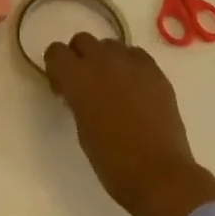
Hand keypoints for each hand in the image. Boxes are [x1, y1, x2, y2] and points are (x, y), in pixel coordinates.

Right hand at [44, 32, 214, 215]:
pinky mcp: (155, 72)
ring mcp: (131, 64)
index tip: (63, 88)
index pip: (55, 51)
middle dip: (80, 57)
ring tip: (114, 85)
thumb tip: (81, 92)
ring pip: (110, 44)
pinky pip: (136, 55)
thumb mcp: (81, 127)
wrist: (159, 175)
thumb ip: (77, 99)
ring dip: (106, 59)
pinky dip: (131, 65)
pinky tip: (135, 87)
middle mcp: (101, 61)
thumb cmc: (112, 160)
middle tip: (87, 84)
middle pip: (82, 40)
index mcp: (77, 77)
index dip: (56, 67)